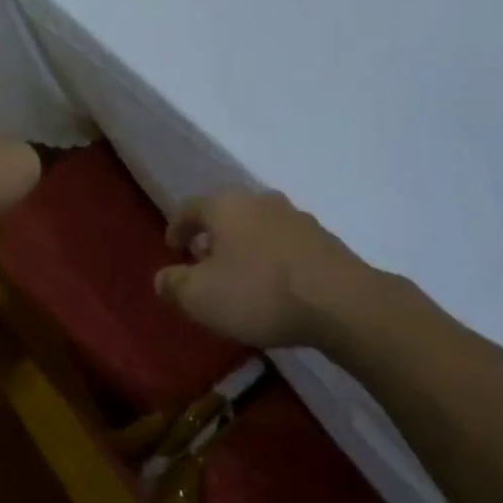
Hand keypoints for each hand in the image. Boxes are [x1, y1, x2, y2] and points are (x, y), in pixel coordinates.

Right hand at [155, 191, 377, 350]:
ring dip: (243, 245)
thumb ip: (174, 285)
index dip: (176, 227)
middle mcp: (259, 201)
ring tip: (240, 275)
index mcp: (225, 206)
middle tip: (203, 262)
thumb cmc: (259, 293)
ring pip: (257, 226)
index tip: (172, 248)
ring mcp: (296, 217)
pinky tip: (274, 283)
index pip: (190, 207)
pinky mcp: (323, 239)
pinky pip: (285, 243)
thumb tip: (162, 278)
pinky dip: (271, 257)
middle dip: (211, 236)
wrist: (340, 301)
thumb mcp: (201, 297)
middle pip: (226, 213)